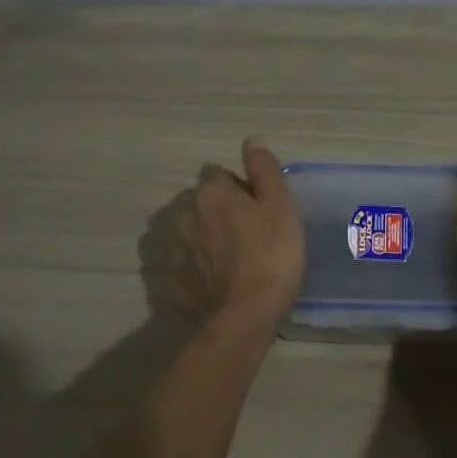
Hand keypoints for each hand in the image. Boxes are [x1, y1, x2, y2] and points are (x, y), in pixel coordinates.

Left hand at [171, 138, 304, 321]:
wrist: (246, 315)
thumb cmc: (271, 254)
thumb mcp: (280, 206)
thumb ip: (264, 170)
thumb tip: (251, 142)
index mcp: (211, 193)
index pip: (220, 175)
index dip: (241, 188)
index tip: (260, 208)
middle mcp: (186, 215)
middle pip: (205, 203)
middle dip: (223, 212)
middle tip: (253, 234)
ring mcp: (177, 251)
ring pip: (194, 233)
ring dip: (210, 239)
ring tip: (237, 260)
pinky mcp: (176, 282)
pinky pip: (190, 265)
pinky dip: (202, 269)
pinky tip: (222, 282)